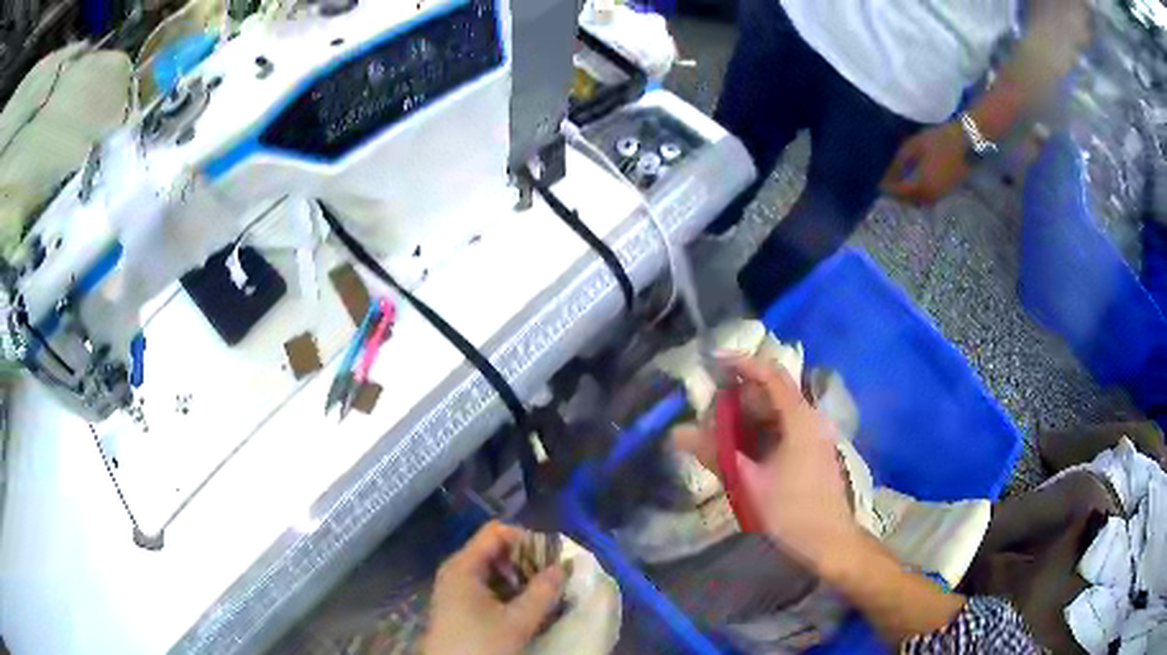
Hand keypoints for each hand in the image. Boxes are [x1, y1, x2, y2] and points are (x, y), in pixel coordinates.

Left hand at [423, 521, 564, 654]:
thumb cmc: (481, 644)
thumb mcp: (517, 621)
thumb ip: (542, 592)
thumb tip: (563, 567)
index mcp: (464, 565)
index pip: (496, 532)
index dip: (526, 539)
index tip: (551, 558)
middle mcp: (456, 568)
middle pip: (494, 548)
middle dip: (525, 560)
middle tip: (550, 578)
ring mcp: (454, 585)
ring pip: (491, 568)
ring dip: (518, 577)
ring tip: (541, 594)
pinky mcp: (457, 602)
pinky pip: (484, 583)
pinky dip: (506, 589)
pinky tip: (522, 606)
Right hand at [674, 357, 860, 572]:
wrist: (829, 540)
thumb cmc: (791, 510)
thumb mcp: (748, 482)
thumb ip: (714, 454)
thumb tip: (677, 433)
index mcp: (799, 418)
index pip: (771, 374)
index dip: (741, 363)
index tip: (712, 362)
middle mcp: (810, 418)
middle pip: (773, 392)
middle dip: (739, 395)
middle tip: (708, 409)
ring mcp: (814, 435)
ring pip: (777, 411)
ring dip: (748, 416)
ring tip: (719, 431)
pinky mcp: (812, 450)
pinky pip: (783, 427)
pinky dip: (760, 430)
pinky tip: (741, 449)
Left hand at [880, 122, 969, 205]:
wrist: (965, 142)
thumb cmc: (938, 140)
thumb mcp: (913, 146)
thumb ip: (899, 161)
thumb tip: (886, 173)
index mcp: (922, 185)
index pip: (899, 192)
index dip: (887, 188)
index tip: (875, 182)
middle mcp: (931, 196)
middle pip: (908, 201)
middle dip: (895, 194)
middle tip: (884, 183)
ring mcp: (940, 196)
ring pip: (918, 202)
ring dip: (906, 195)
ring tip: (895, 183)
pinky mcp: (946, 192)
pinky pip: (927, 198)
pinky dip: (917, 193)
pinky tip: (910, 182)